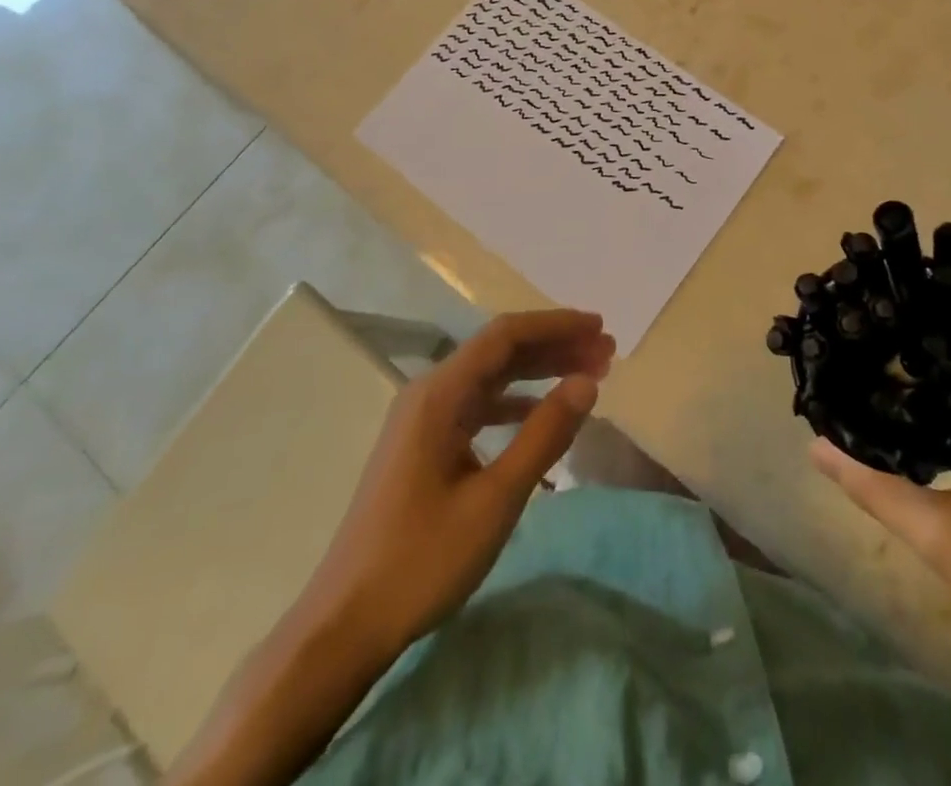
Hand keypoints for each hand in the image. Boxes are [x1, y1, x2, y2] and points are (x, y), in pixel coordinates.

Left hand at [301, 308, 615, 657]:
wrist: (344, 624)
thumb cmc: (421, 560)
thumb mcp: (495, 500)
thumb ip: (544, 435)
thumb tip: (588, 382)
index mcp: (439, 394)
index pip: (505, 335)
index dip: (556, 325)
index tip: (600, 328)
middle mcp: (429, 394)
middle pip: (499, 351)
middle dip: (554, 346)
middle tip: (606, 352)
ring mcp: (423, 420)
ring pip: (490, 377)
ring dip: (538, 372)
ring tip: (587, 376)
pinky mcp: (424, 445)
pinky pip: (478, 405)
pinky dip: (515, 402)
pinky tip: (541, 413)